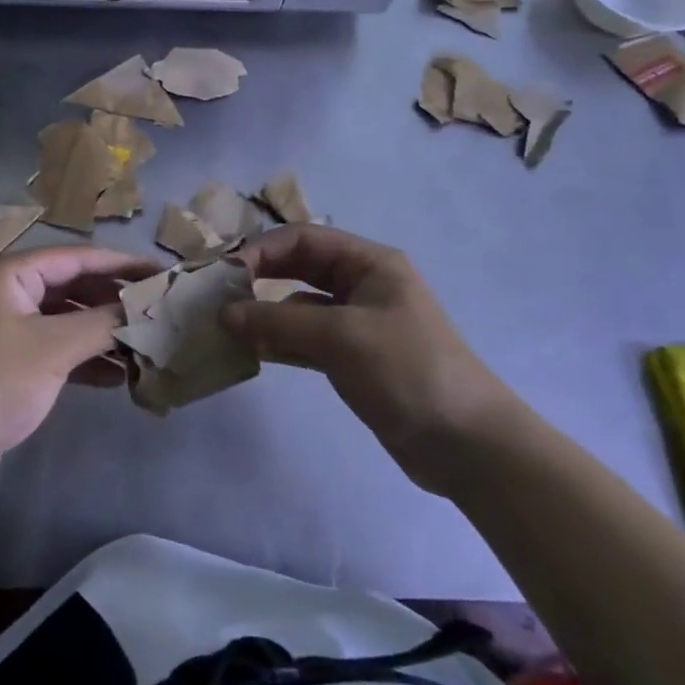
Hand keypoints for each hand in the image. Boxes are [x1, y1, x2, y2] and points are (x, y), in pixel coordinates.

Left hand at [0, 245, 158, 489]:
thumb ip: (103, 323)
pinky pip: (54, 346)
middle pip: (71, 285)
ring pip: (65, 318)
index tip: (161, 272)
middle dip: (113, 301)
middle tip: (157, 310)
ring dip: (101, 332)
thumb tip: (146, 309)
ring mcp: (5, 325)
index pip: (76, 257)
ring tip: (145, 344)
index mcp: (7, 272)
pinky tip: (119, 375)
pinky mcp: (8, 358)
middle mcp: (4, 290)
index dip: (121, 264)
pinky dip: (83, 357)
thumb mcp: (54, 349)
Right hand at [220, 225, 520, 493]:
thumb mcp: (341, 337)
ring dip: (264, 314)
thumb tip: (224, 314)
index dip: (262, 251)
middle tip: (217, 297)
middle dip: (259, 279)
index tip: (224, 275)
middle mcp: (362, 285)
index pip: (304, 239)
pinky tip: (249, 351)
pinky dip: (278, 342)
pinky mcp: (352, 359)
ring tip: (224, 327)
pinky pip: (305, 340)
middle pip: (298, 268)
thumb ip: (278, 320)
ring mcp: (357, 324)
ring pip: (298, 306)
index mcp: (369, 263)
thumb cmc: (408, 370)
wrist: (467, 444)